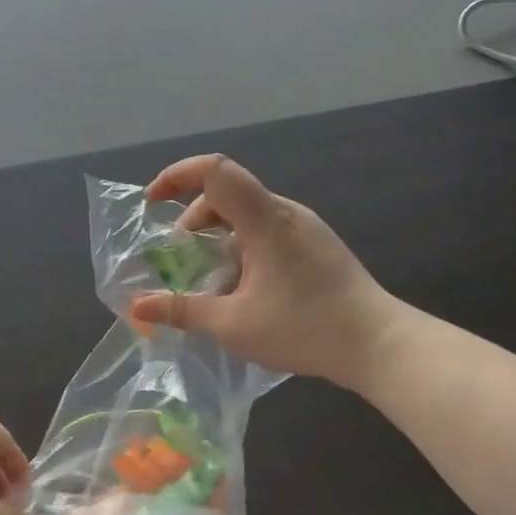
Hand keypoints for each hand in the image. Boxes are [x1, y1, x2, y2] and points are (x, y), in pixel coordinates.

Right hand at [129, 155, 400, 388]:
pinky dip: (242, 246)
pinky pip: (267, 230)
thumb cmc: (304, 329)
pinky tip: (244, 288)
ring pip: (248, 214)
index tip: (153, 203)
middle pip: (227, 194)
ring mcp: (305, 227)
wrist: (378, 343)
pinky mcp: (317, 245)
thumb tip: (137, 306)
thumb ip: (182, 310)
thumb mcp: (233, 325)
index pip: (215, 170)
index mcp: (264, 219)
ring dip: (218, 237)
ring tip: (211, 280)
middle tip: (181, 261)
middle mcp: (285, 212)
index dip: (176, 176)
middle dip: (193, 221)